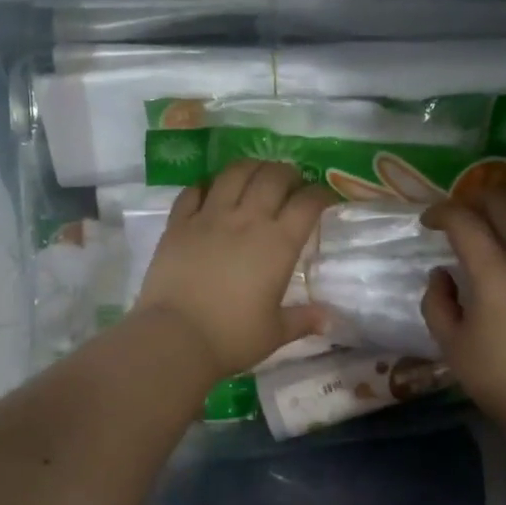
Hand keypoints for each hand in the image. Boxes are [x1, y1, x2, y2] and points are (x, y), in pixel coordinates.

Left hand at [134, 160, 333, 378]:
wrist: (175, 337)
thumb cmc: (232, 337)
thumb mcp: (275, 332)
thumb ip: (303, 320)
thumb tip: (330, 320)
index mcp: (278, 244)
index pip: (307, 204)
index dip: (320, 194)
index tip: (324, 198)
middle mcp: (247, 220)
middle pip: (273, 177)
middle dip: (288, 173)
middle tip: (292, 181)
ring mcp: (209, 217)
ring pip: (234, 173)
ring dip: (251, 167)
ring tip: (256, 173)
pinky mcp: (178, 223)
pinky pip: (194, 190)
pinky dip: (207, 185)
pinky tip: (212, 190)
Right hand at [420, 190, 505, 429]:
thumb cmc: (499, 377)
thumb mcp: (451, 344)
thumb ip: (438, 303)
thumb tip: (442, 276)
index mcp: (494, 268)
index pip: (463, 219)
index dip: (440, 213)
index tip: (429, 223)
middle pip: (505, 200)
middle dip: (476, 198)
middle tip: (463, 215)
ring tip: (505, 217)